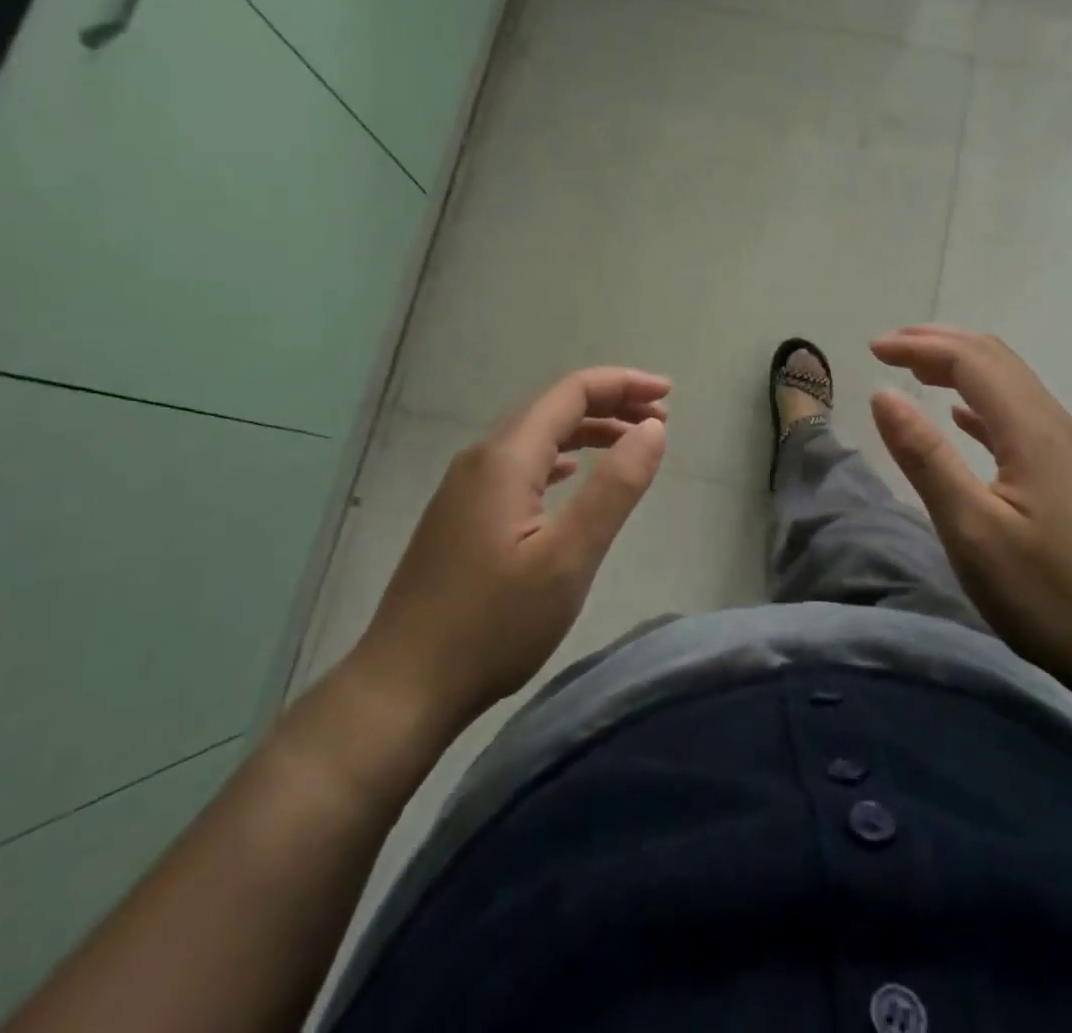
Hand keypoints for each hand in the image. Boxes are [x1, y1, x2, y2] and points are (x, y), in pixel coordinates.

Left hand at [341, 367, 669, 736]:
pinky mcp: (461, 514)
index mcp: (506, 458)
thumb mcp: (568, 558)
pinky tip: (571, 474)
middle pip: (553, 407)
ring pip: (535, 436)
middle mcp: (481, 458)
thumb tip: (653, 428)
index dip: (623, 384)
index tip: (669, 394)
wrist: (402, 687)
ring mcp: (465, 487)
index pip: (571, 393)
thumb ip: (615, 487)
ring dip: (586, 430)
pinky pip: (519, 465)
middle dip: (610, 403)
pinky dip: (558, 457)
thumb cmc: (493, 625)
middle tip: (661, 417)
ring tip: (631, 442)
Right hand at [869, 326, 1071, 690]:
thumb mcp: (971, 529)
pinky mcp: (1071, 474)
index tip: (872, 350)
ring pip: (1010, 383)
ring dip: (960, 367)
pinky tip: (962, 417)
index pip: (970, 361)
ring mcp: (1068, 449)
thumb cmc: (1046, 594)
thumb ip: (925, 456)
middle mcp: (1054, 425)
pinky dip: (981, 401)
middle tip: (890, 348)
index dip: (919, 347)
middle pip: (995, 359)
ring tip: (916, 370)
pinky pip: (1020, 415)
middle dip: (939, 343)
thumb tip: (883, 394)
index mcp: (1031, 430)